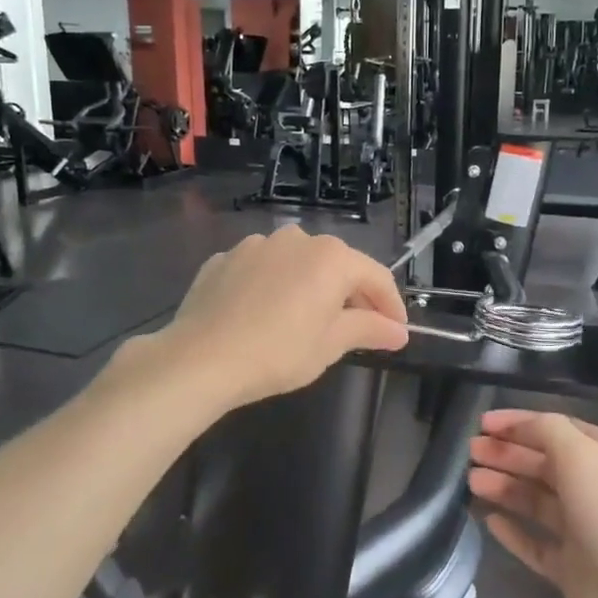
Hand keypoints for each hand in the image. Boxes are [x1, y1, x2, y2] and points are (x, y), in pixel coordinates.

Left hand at [134, 226, 408, 410]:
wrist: (200, 359)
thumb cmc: (277, 353)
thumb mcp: (330, 345)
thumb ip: (368, 329)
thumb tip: (398, 331)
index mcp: (331, 258)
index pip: (376, 276)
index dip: (392, 305)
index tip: (396, 331)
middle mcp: (297, 239)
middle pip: (338, 264)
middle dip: (352, 294)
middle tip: (358, 328)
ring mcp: (256, 245)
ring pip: (298, 262)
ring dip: (311, 285)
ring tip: (308, 319)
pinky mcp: (225, 258)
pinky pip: (263, 269)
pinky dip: (274, 285)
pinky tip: (265, 313)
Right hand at [469, 410, 597, 597]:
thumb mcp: (585, 458)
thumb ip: (549, 432)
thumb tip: (522, 426)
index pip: (556, 429)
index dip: (519, 423)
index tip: (481, 424)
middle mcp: (596, 490)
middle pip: (543, 464)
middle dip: (507, 454)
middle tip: (470, 453)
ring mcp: (584, 533)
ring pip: (536, 502)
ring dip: (504, 487)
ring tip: (471, 482)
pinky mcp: (572, 571)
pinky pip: (535, 544)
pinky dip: (513, 532)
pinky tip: (489, 522)